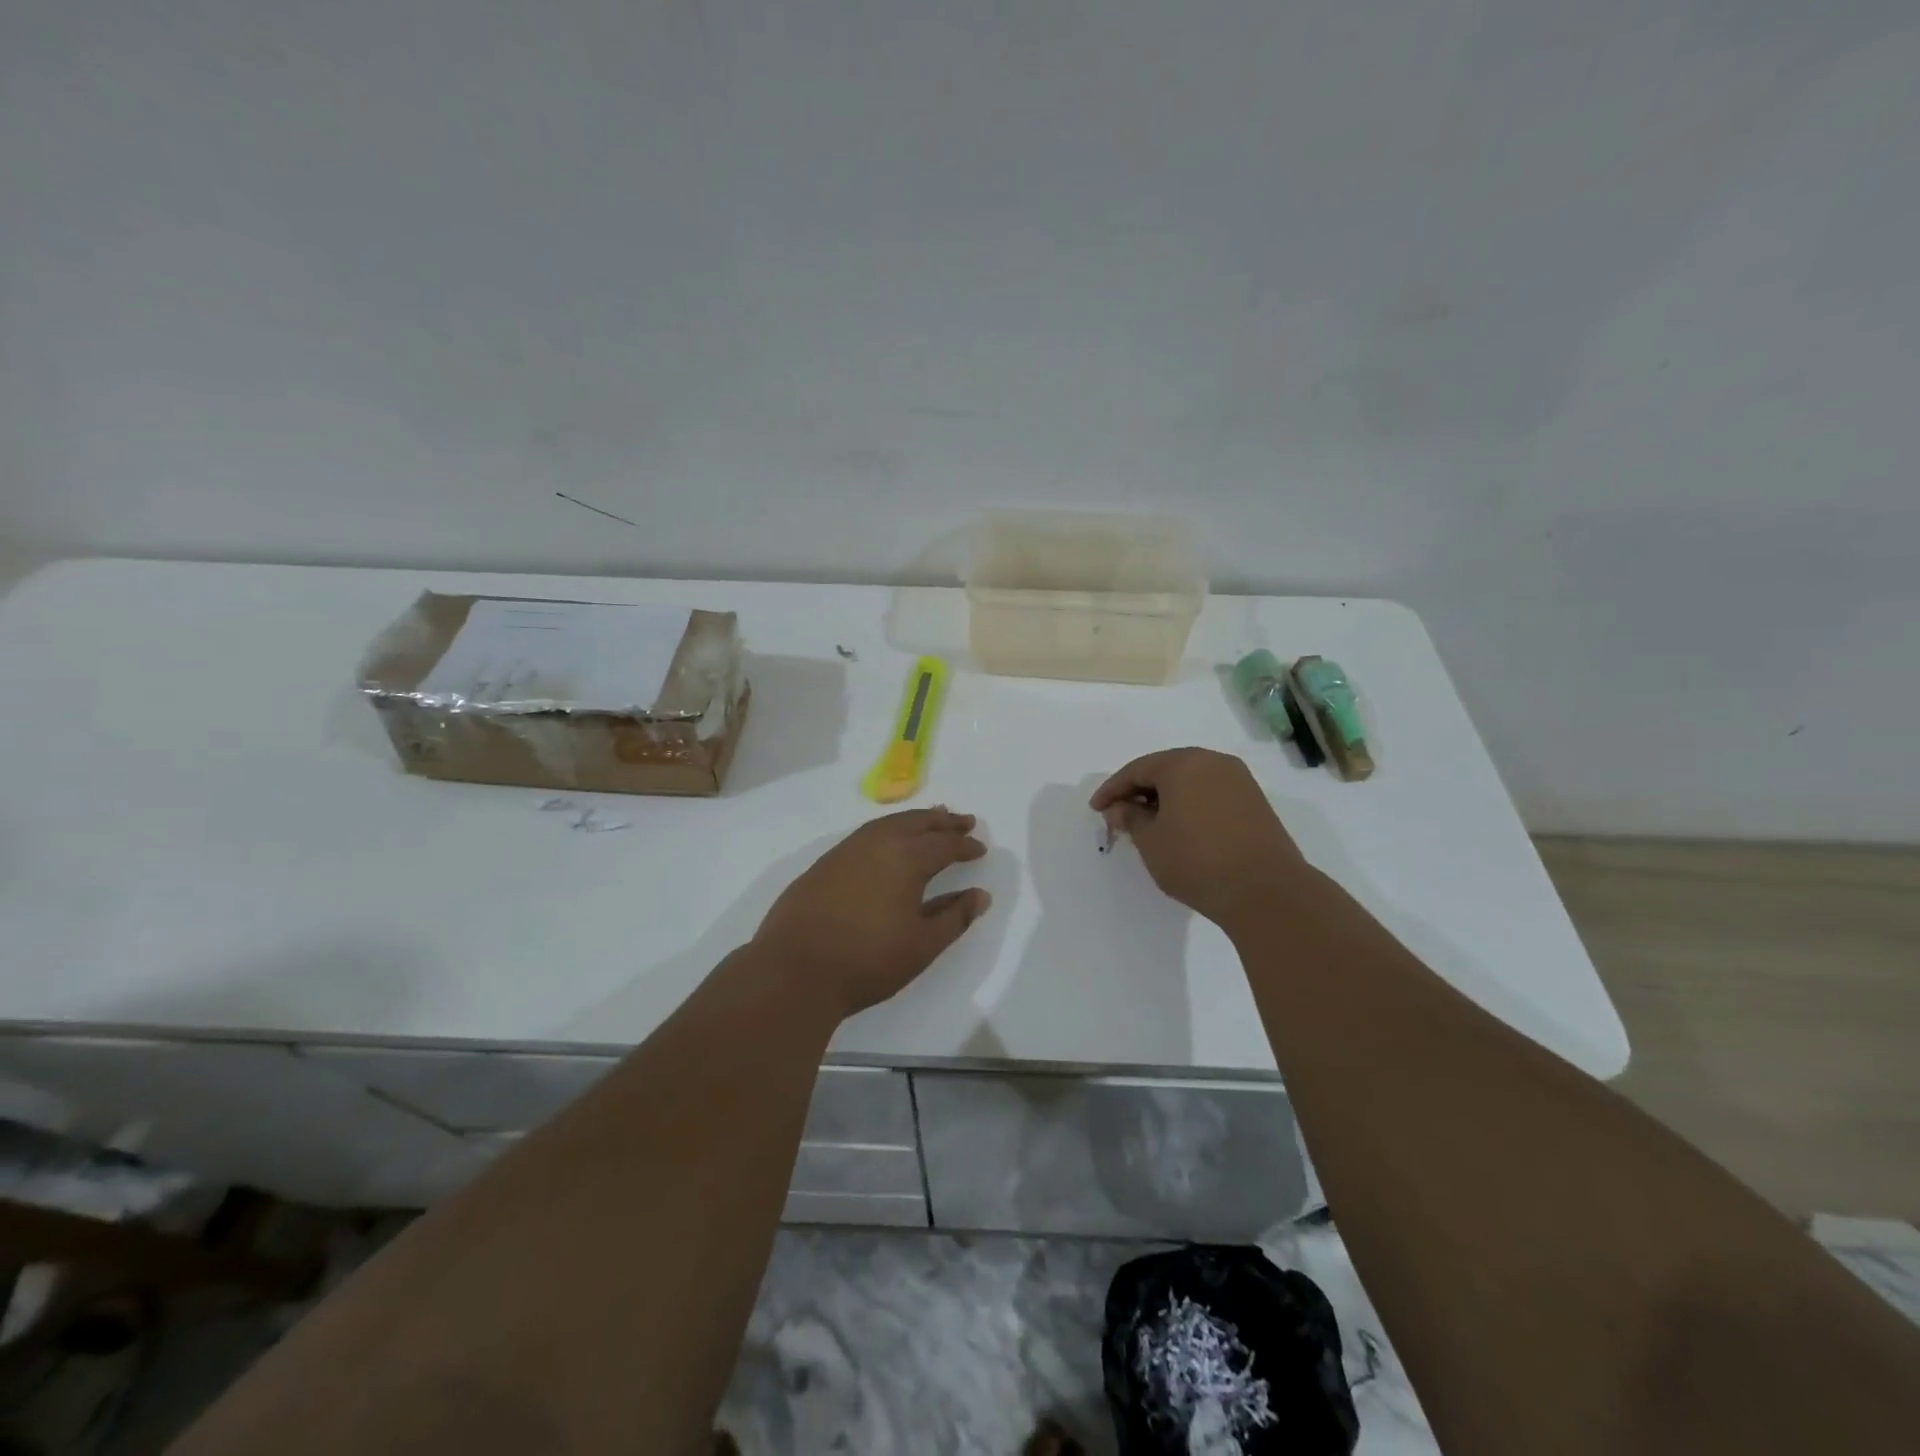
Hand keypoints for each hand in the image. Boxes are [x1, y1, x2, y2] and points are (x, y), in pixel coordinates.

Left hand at [755, 808, 991, 1017]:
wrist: (794, 969)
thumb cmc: (867, 960)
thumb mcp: (921, 945)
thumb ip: (954, 917)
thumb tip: (980, 895)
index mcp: (906, 858)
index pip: (944, 844)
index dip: (965, 845)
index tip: (980, 848)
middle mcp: (877, 843)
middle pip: (917, 822)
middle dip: (943, 821)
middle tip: (964, 820)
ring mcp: (846, 850)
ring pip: (888, 823)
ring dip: (914, 820)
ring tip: (930, 821)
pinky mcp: (824, 863)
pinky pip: (866, 833)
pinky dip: (887, 829)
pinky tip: (888, 842)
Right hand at [1090, 748, 1313, 929]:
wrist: (1266, 891)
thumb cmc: (1197, 861)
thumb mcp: (1151, 841)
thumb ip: (1130, 817)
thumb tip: (1120, 807)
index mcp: (1183, 764)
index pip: (1137, 769)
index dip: (1113, 789)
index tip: (1096, 809)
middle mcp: (1213, 762)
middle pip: (1166, 769)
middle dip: (1139, 790)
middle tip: (1120, 813)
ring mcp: (1239, 781)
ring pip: (1190, 781)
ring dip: (1166, 798)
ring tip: (1148, 823)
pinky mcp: (1255, 802)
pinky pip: (1210, 793)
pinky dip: (1190, 805)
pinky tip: (1180, 827)